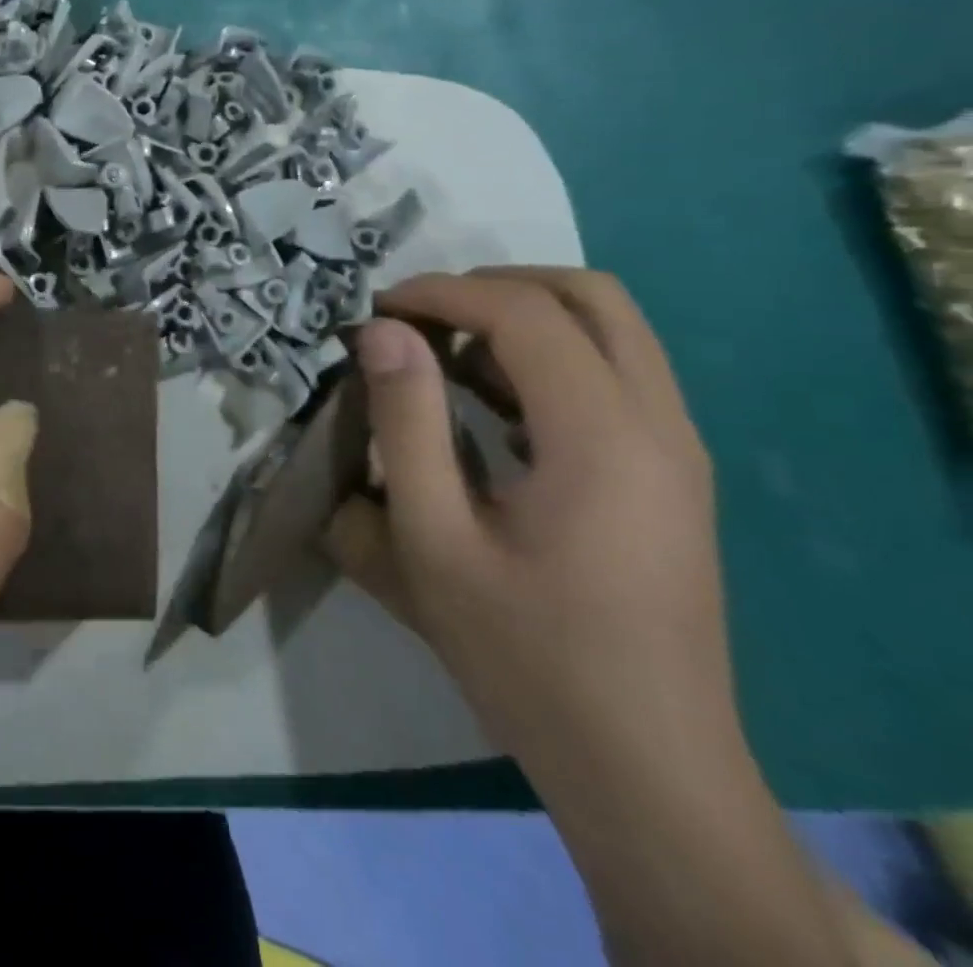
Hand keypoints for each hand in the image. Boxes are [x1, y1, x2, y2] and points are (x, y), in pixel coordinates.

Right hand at [322, 267, 735, 781]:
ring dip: (523, 317)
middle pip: (591, 296)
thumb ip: (405, 423)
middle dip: (494, 285)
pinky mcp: (671, 475)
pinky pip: (616, 375)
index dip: (441, 293)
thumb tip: (381, 332)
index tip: (374, 309)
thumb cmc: (525, 652)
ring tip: (443, 351)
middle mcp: (659, 424)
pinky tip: (489, 402)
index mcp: (603, 437)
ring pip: (612, 330)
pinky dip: (549, 357)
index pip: (524, 314)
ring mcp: (676, 449)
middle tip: (418, 315)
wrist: (644, 766)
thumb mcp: (433, 540)